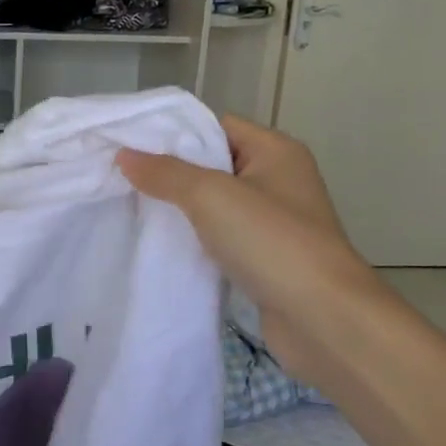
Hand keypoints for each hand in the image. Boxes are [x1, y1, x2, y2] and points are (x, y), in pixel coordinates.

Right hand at [116, 116, 377, 371]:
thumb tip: (124, 155)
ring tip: (131, 207)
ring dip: (179, 208)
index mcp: (276, 151)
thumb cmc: (271, 242)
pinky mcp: (264, 258)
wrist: (324, 320)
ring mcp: (272, 222)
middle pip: (212, 164)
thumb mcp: (211, 195)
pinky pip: (219, 237)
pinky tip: (160, 243)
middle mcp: (277, 180)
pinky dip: (193, 239)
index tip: (128, 144)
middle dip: (169, 171)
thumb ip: (165, 173)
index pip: (215, 125)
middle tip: (121, 177)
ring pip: (213, 204)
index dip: (173, 132)